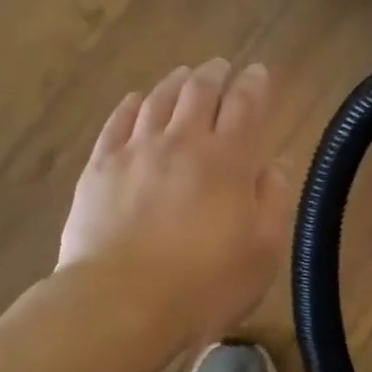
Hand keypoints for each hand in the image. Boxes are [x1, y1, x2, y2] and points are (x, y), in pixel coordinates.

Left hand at [59, 59, 288, 338]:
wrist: (120, 304)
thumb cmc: (203, 286)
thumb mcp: (261, 253)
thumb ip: (271, 202)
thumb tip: (271, 167)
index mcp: (227, 160)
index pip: (244, 105)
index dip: (254, 84)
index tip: (258, 72)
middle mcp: (182, 143)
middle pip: (199, 92)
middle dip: (214, 74)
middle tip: (220, 67)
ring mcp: (136, 151)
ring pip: (158, 100)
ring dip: (175, 82)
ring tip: (183, 74)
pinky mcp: (100, 168)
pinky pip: (117, 123)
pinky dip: (131, 105)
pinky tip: (136, 100)